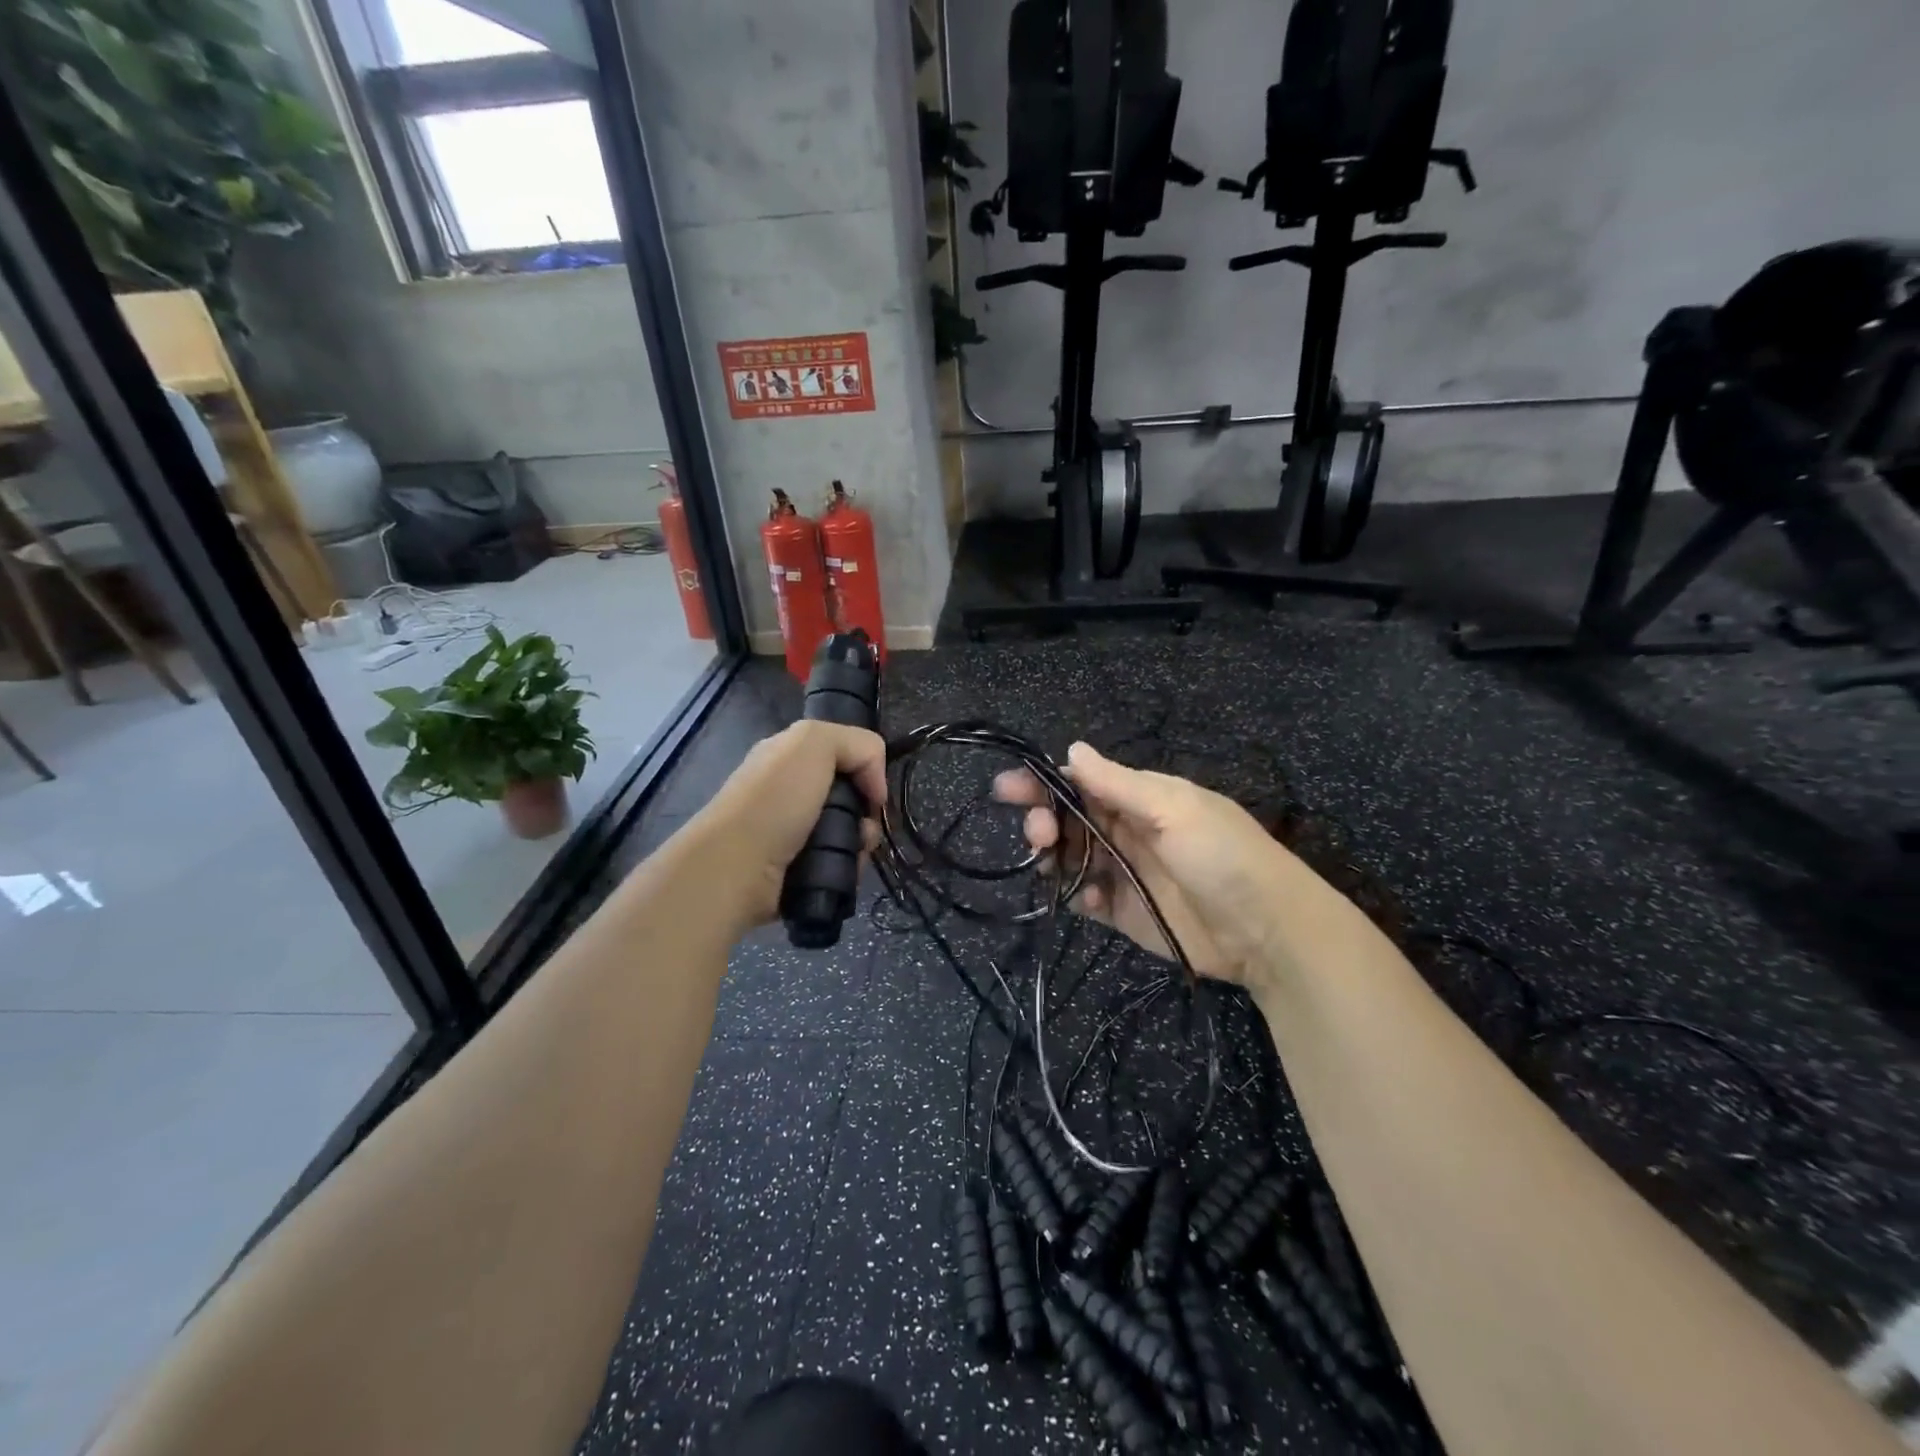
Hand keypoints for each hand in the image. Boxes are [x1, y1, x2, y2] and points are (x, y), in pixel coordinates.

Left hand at [692, 720, 887, 928]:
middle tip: (865, 825)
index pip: (843, 754)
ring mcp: (791, 831)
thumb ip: (857, 744)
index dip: (865, 768)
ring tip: (854, 851)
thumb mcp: (814, 742)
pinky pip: (837, 860)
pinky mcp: (796, 867)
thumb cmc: (775, 799)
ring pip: (848, 830)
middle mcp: (789, 790)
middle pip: (850, 795)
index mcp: (788, 756)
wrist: (736, 867)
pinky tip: (843, 867)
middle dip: (866, 810)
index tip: (871, 790)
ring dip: (861, 841)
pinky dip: (847, 864)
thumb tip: (875, 785)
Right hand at [994, 742, 1303, 989]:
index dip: (1044, 783)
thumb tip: (1072, 748)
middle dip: (1043, 819)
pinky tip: (1086, 897)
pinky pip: (1085, 897)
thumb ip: (1118, 783)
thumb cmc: (1222, 856)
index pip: (1081, 783)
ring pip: (1070, 857)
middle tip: (1036, 831)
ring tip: (1048, 861)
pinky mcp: (1123, 912)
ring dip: (1052, 856)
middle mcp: (1126, 831)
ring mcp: (1123, 872)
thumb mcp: (1173, 809)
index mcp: (1140, 798)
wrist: (1267, 932)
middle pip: (1068, 819)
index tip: (1007, 789)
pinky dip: (1075, 894)